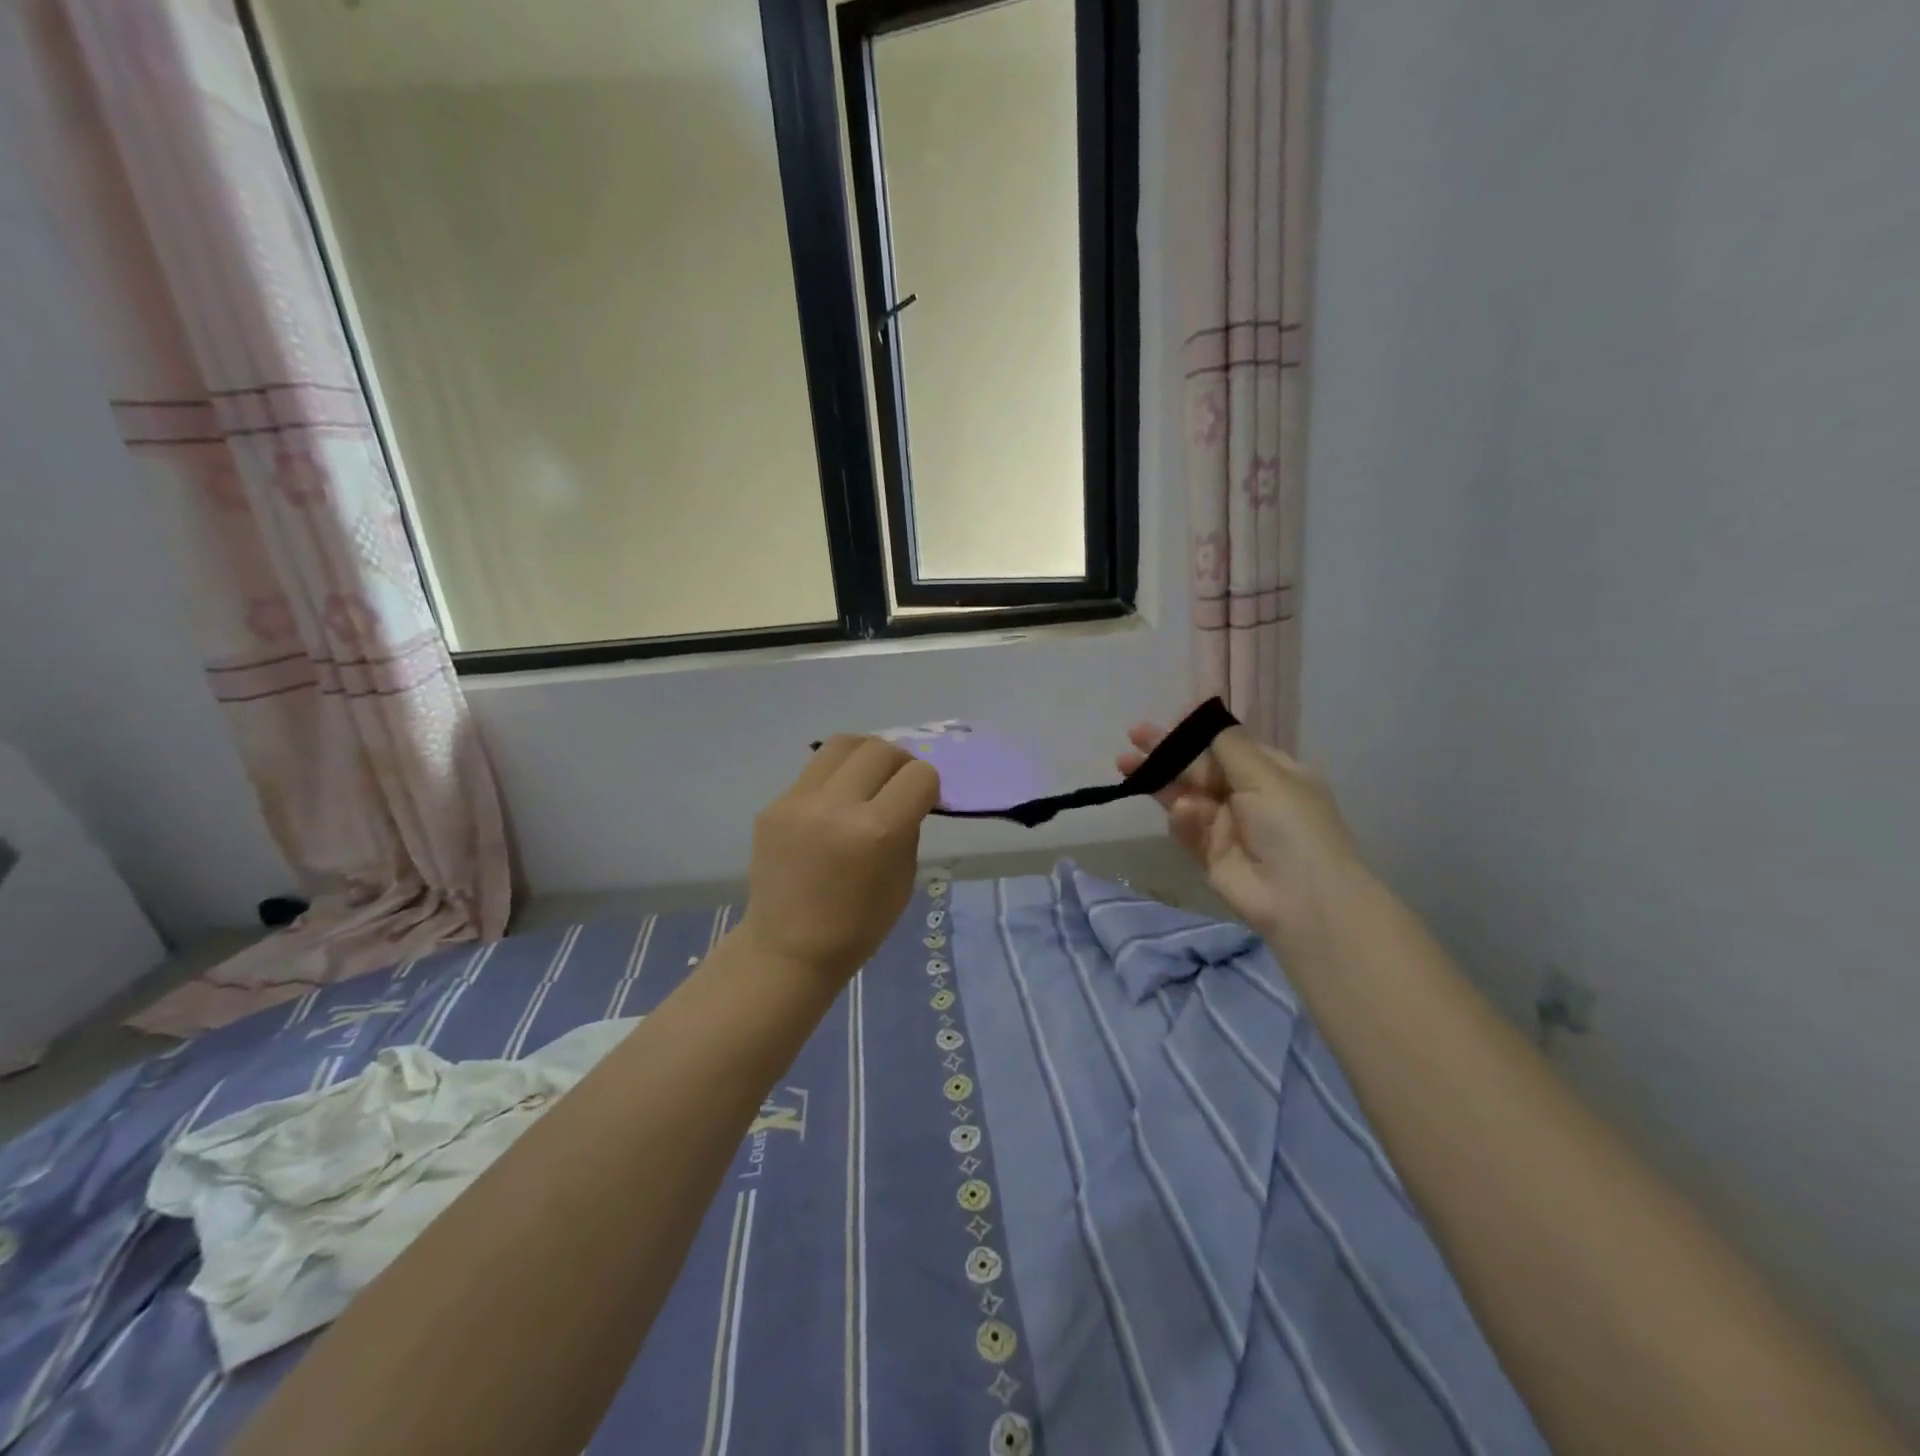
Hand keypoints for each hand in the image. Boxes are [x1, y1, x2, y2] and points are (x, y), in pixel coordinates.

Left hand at [741, 735, 941, 985]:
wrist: (788, 949)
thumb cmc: (858, 925)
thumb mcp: (903, 878)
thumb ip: (907, 827)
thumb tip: (907, 793)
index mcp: (877, 831)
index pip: (919, 775)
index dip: (928, 786)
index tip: (923, 802)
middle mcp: (837, 806)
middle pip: (881, 749)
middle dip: (900, 763)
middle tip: (898, 785)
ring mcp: (798, 802)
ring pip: (843, 744)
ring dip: (865, 756)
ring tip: (867, 780)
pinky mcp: (773, 805)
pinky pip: (814, 773)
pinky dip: (834, 780)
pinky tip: (833, 807)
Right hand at [1118, 719, 1366, 948]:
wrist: (1301, 899)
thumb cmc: (1291, 825)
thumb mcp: (1265, 774)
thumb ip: (1227, 743)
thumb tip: (1205, 707)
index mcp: (1270, 772)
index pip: (1227, 744)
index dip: (1198, 731)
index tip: (1171, 718)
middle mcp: (1247, 795)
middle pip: (1199, 767)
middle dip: (1168, 751)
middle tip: (1134, 735)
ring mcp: (1226, 825)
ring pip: (1185, 794)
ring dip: (1160, 779)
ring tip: (1126, 764)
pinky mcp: (1208, 853)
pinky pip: (1187, 829)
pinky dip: (1183, 819)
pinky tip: (1183, 813)